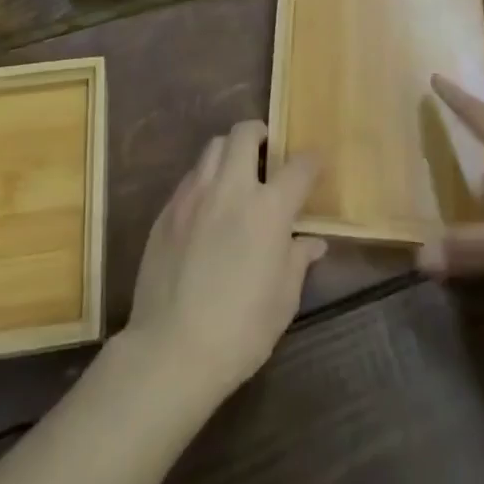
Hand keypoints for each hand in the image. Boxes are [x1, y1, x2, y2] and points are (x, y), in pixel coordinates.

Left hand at [122, 121, 325, 403]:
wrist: (171, 350)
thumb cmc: (240, 330)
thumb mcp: (283, 300)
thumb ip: (298, 259)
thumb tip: (313, 241)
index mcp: (268, 209)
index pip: (298, 167)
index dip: (311, 161)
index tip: (315, 163)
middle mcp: (231, 188)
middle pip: (245, 133)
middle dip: (261, 134)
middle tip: (267, 152)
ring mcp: (194, 194)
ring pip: (214, 147)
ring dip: (230, 151)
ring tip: (236, 173)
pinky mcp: (168, 209)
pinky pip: (191, 176)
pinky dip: (206, 178)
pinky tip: (208, 205)